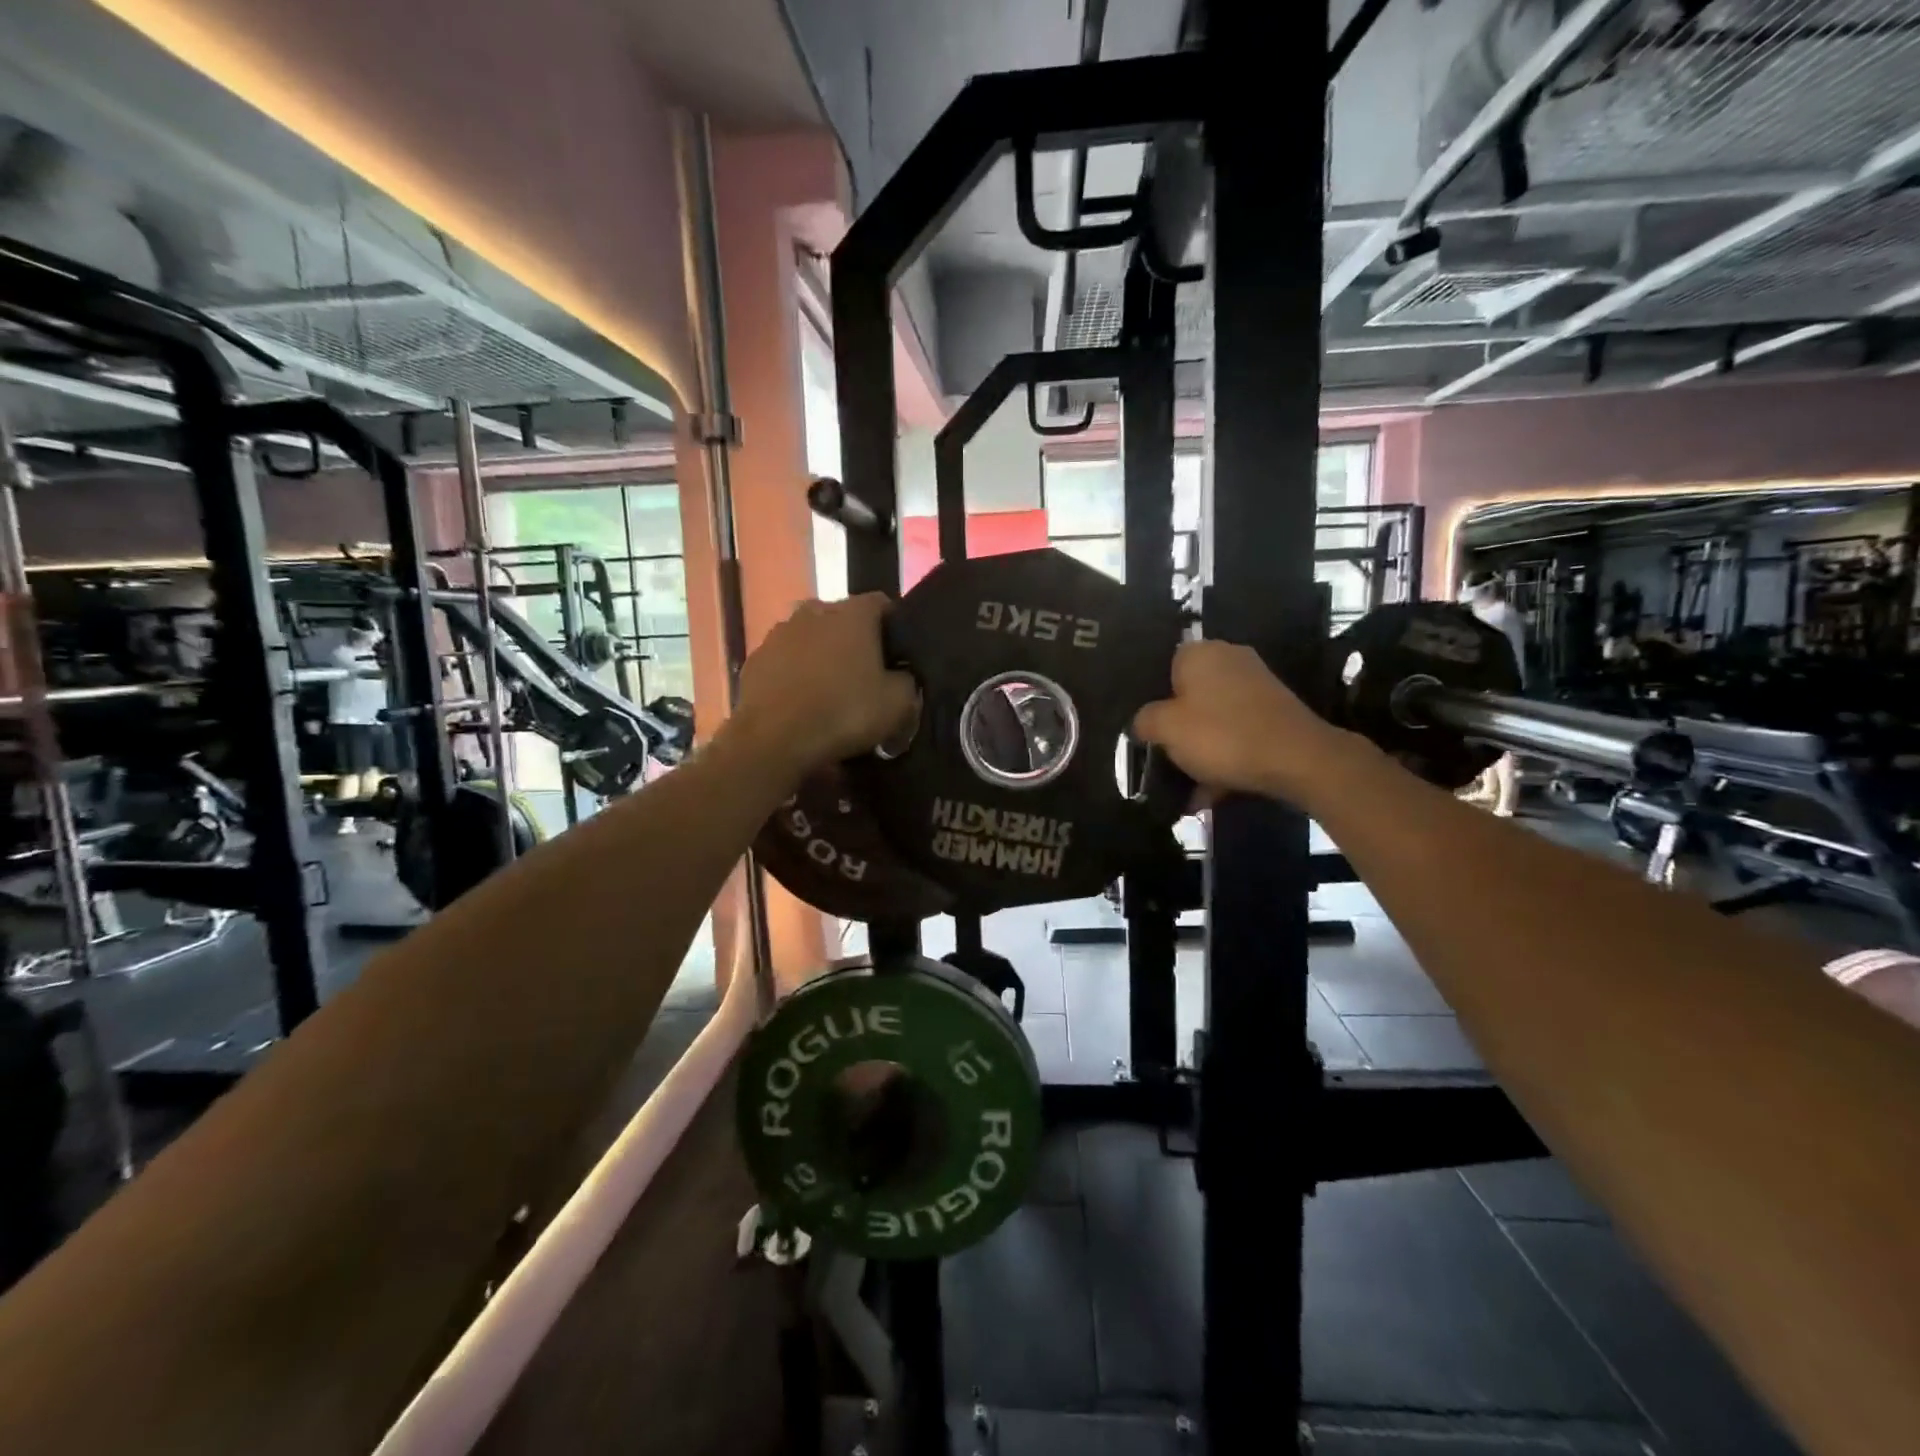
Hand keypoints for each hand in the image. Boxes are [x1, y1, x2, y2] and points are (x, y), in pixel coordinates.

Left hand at [733, 594, 917, 777]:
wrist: (773, 740)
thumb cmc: (843, 713)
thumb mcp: (898, 704)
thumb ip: (907, 681)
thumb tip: (902, 676)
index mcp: (852, 613)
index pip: (883, 604)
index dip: (895, 628)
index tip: (899, 657)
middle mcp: (814, 611)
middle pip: (843, 620)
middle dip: (856, 643)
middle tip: (867, 678)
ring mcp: (778, 633)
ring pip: (811, 640)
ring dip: (822, 658)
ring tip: (831, 693)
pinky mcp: (755, 660)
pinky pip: (785, 662)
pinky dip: (795, 676)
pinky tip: (802, 704)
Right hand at [1133, 640, 1359, 806]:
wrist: (1297, 759)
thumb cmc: (1221, 735)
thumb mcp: (1165, 729)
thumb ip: (1144, 721)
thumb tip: (1142, 722)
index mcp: (1199, 652)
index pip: (1163, 667)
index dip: (1153, 700)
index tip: (1149, 731)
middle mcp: (1229, 658)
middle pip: (1189, 695)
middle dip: (1179, 729)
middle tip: (1167, 758)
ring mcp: (1257, 683)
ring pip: (1214, 718)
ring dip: (1202, 749)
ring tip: (1191, 787)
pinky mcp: (1276, 710)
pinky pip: (1238, 732)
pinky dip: (1226, 756)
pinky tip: (1216, 790)